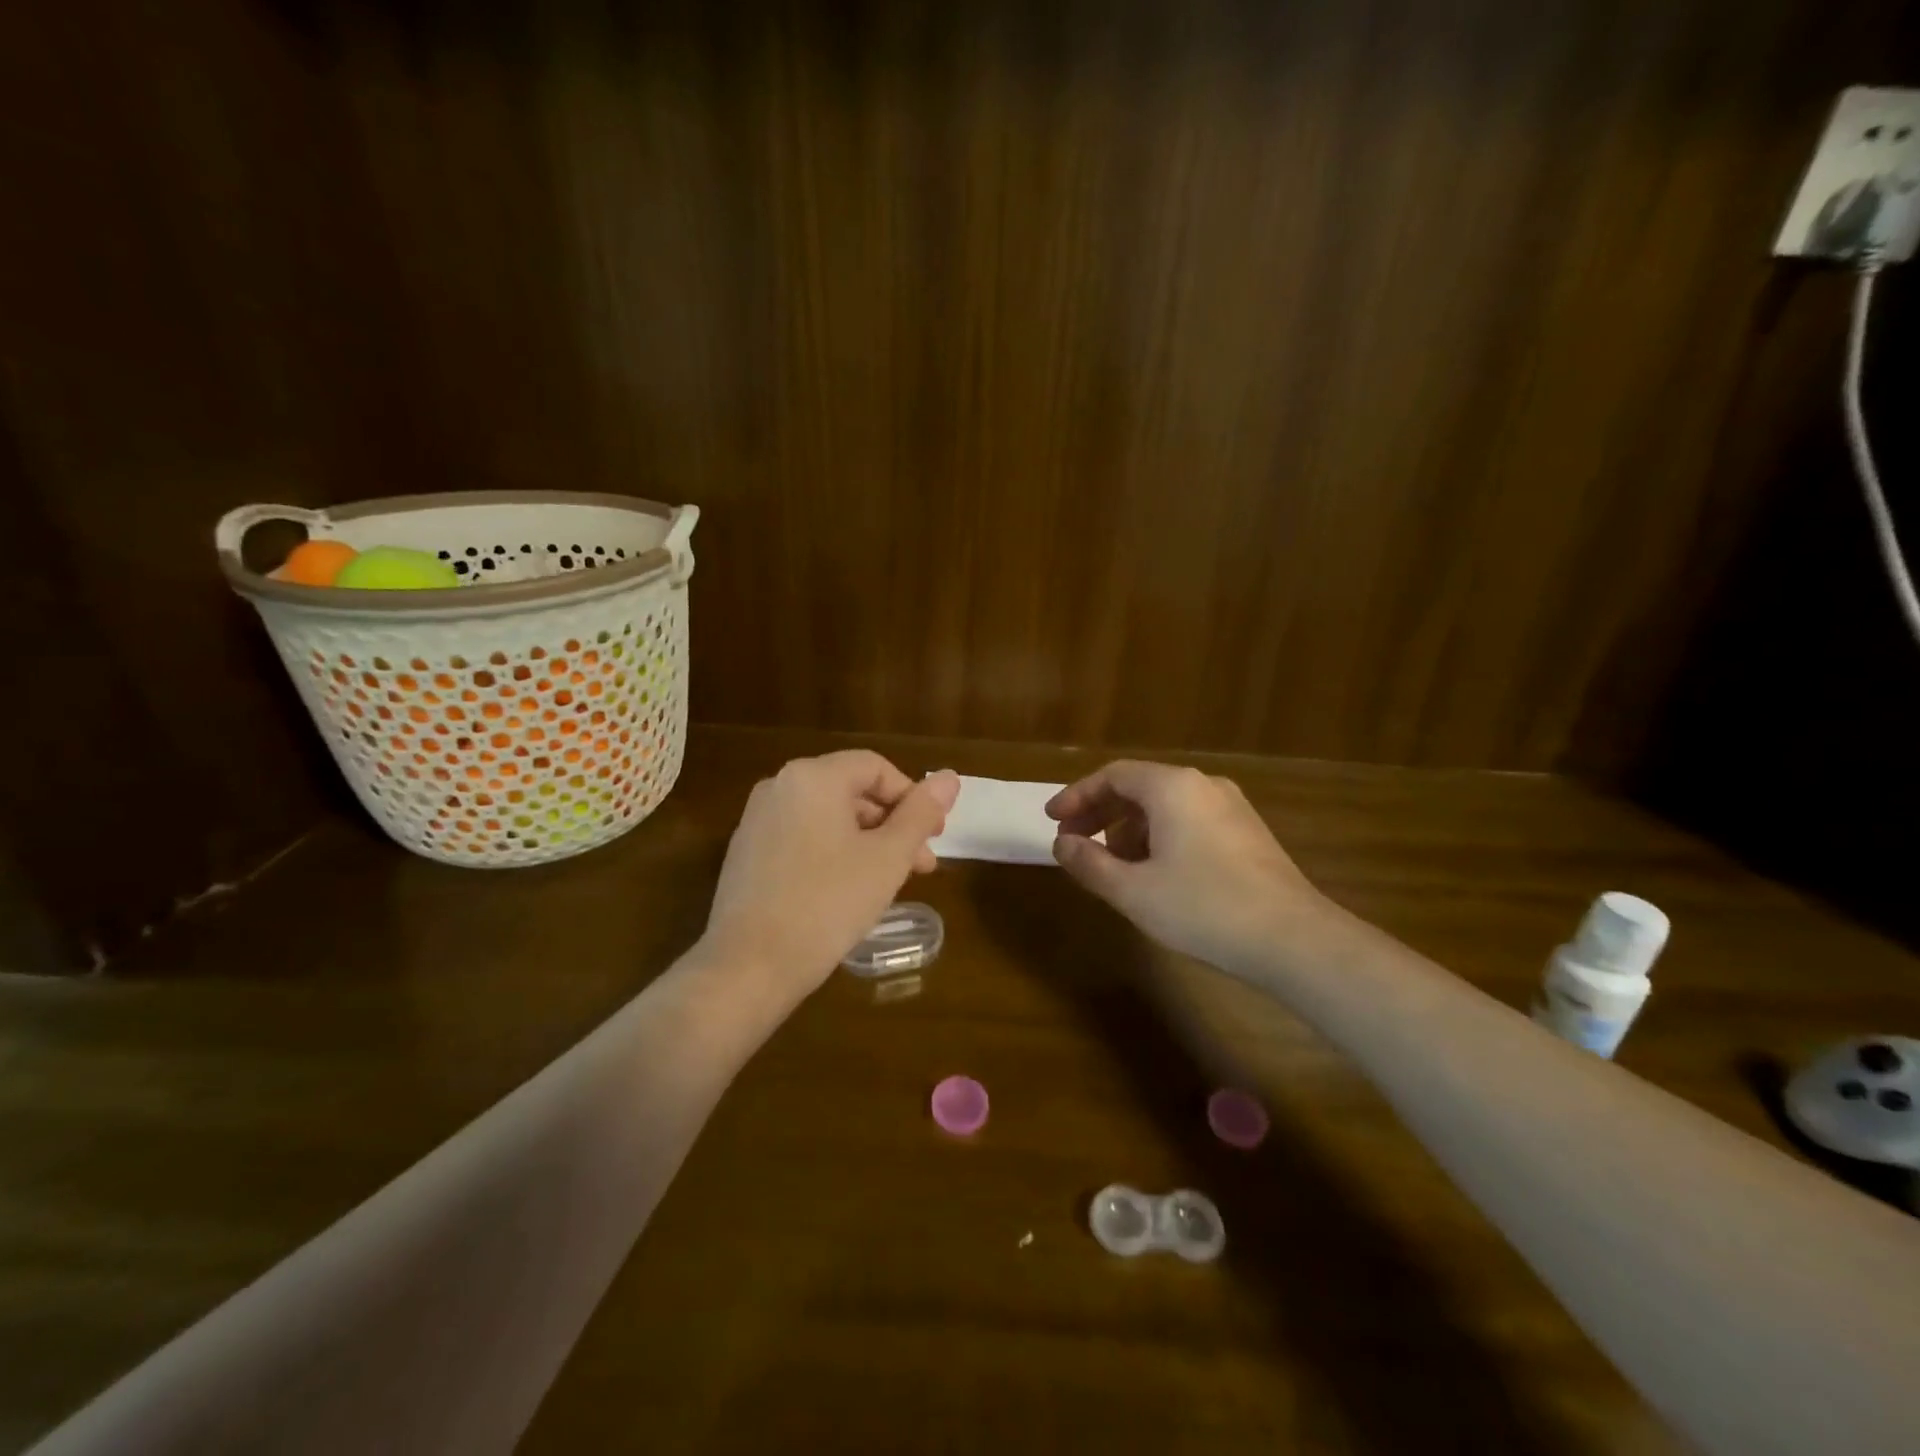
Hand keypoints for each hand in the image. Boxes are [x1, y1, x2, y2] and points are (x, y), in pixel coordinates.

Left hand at [701, 752, 959, 1000]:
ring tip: (890, 883)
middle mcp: (779, 786)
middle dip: (893, 825)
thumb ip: (920, 813)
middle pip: (851, 791)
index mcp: (813, 777)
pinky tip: (849, 892)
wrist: (749, 966)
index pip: (875, 768)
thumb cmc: (828, 903)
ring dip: (867, 842)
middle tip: (921, 865)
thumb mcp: (887, 857)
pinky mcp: (747, 853)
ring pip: (827, 818)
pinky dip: (833, 854)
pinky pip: (802, 838)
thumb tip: (950, 777)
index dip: (912, 797)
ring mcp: (757, 820)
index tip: (933, 837)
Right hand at [1046, 761, 1323, 972]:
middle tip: (1073, 843)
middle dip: (1100, 813)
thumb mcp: (1133, 890)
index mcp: (1172, 788)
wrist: (1294, 940)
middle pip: (1138, 787)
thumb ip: (1089, 863)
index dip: (1077, 796)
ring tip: (1111, 864)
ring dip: (1129, 828)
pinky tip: (1155, 873)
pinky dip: (1159, 837)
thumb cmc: (1204, 908)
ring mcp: (1231, 807)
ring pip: (1165, 806)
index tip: (1052, 821)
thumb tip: (1061, 844)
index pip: (1112, 776)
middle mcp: (1203, 786)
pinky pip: (1189, 820)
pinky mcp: (1248, 832)